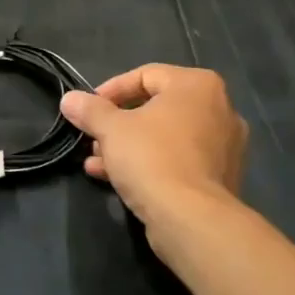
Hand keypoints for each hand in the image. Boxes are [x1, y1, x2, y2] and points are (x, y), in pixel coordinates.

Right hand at [60, 65, 246, 233]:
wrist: (191, 220)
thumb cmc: (152, 157)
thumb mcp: (111, 128)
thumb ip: (90, 109)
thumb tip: (70, 99)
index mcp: (198, 85)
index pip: (145, 75)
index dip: (111, 90)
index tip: (88, 108)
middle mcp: (219, 109)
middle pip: (156, 107)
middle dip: (118, 123)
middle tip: (93, 136)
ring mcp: (224, 146)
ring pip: (165, 136)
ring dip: (129, 145)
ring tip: (97, 161)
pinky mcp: (220, 178)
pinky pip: (178, 160)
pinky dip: (150, 163)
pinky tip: (115, 178)